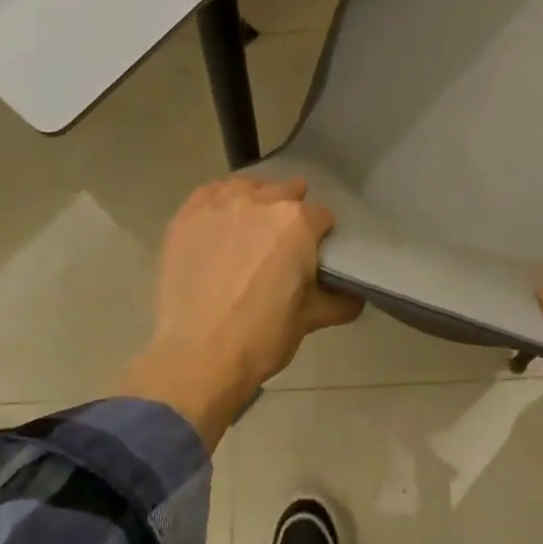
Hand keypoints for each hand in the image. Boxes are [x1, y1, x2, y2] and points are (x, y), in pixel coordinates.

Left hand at [122, 176, 362, 447]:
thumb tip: (355, 297)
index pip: (321, 217)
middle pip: (286, 192)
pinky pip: (209, 193)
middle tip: (280, 247)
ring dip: (255, 202)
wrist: (197, 355)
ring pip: (247, 187)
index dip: (320, 237)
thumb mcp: (309, 320)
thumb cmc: (261, 337)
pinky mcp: (187, 215)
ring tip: (248, 231)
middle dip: (290, 214)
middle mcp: (261, 201)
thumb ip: (338, 300)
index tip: (312, 256)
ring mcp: (219, 204)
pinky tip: (218, 224)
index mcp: (298, 223)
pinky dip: (219, 202)